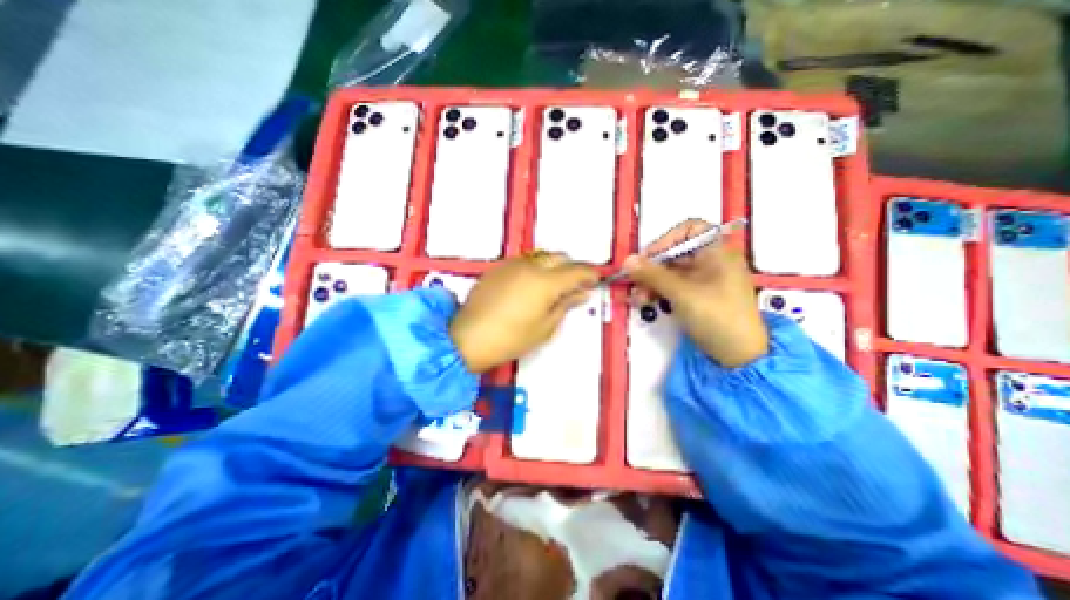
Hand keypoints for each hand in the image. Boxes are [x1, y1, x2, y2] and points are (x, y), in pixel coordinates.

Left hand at [449, 252, 598, 374]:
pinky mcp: (497, 268)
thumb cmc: (511, 338)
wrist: (467, 338)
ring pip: (540, 257)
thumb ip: (565, 305)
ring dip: (552, 266)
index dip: (589, 274)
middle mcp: (530, 266)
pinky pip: (523, 262)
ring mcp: (511, 265)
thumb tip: (582, 293)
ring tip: (552, 286)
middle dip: (571, 268)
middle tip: (574, 286)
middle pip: (559, 257)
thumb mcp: (545, 327)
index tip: (596, 280)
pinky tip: (529, 287)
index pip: (576, 271)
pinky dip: (534, 269)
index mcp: (545, 282)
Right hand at [630, 221, 768, 366]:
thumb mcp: (682, 293)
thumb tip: (627, 261)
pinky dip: (659, 292)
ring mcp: (704, 281)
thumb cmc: (716, 316)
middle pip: (675, 254)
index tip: (648, 257)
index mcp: (717, 253)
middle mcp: (711, 262)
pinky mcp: (697, 297)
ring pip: (671, 272)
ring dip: (651, 283)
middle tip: (635, 283)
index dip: (667, 240)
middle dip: (652, 268)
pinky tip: (645, 302)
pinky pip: (674, 287)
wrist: (739, 356)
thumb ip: (652, 275)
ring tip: (638, 299)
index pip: (690, 230)